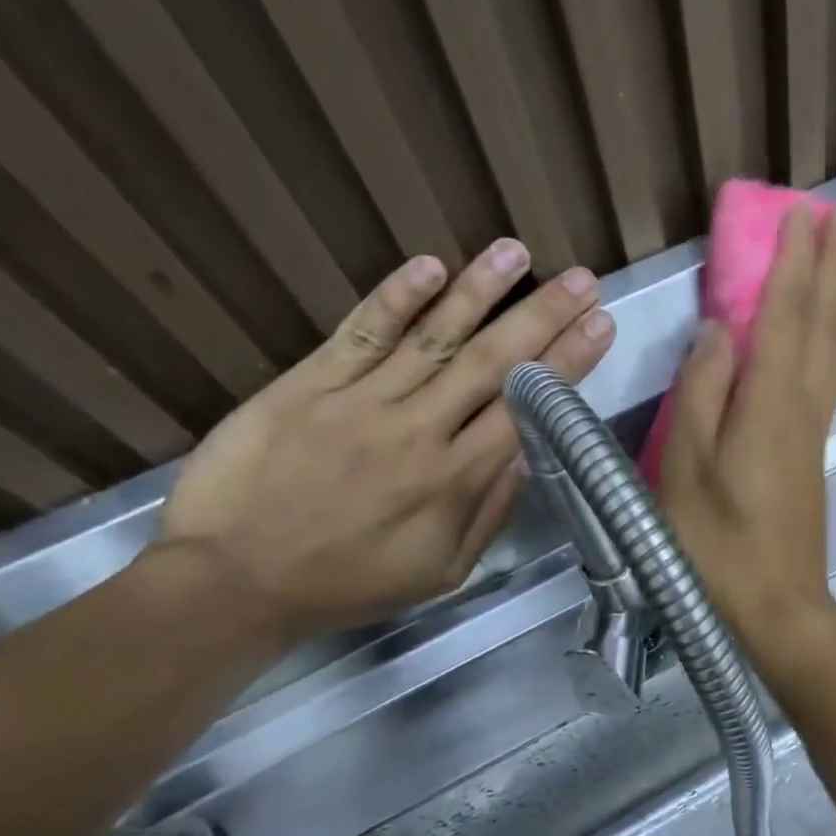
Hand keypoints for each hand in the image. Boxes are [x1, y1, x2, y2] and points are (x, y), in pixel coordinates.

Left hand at [159, 242, 614, 639]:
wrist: (235, 579)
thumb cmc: (350, 583)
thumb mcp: (442, 572)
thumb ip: (490, 514)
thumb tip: (527, 457)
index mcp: (453, 480)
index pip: (523, 408)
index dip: (567, 363)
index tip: (600, 326)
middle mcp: (417, 430)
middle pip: (490, 362)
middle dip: (542, 316)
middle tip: (581, 279)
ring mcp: (361, 400)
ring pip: (432, 337)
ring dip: (479, 291)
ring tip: (516, 251)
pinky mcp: (309, 384)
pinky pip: (361, 332)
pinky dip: (395, 298)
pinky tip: (429, 266)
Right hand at [658, 206, 835, 679]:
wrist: (775, 606)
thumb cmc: (716, 543)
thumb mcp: (686, 468)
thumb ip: (701, 392)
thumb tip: (722, 329)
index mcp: (770, 403)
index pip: (787, 315)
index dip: (795, 262)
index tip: (804, 212)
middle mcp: (803, 406)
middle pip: (824, 324)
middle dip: (833, 266)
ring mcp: (814, 430)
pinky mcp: (813, 451)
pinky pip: (835, 378)